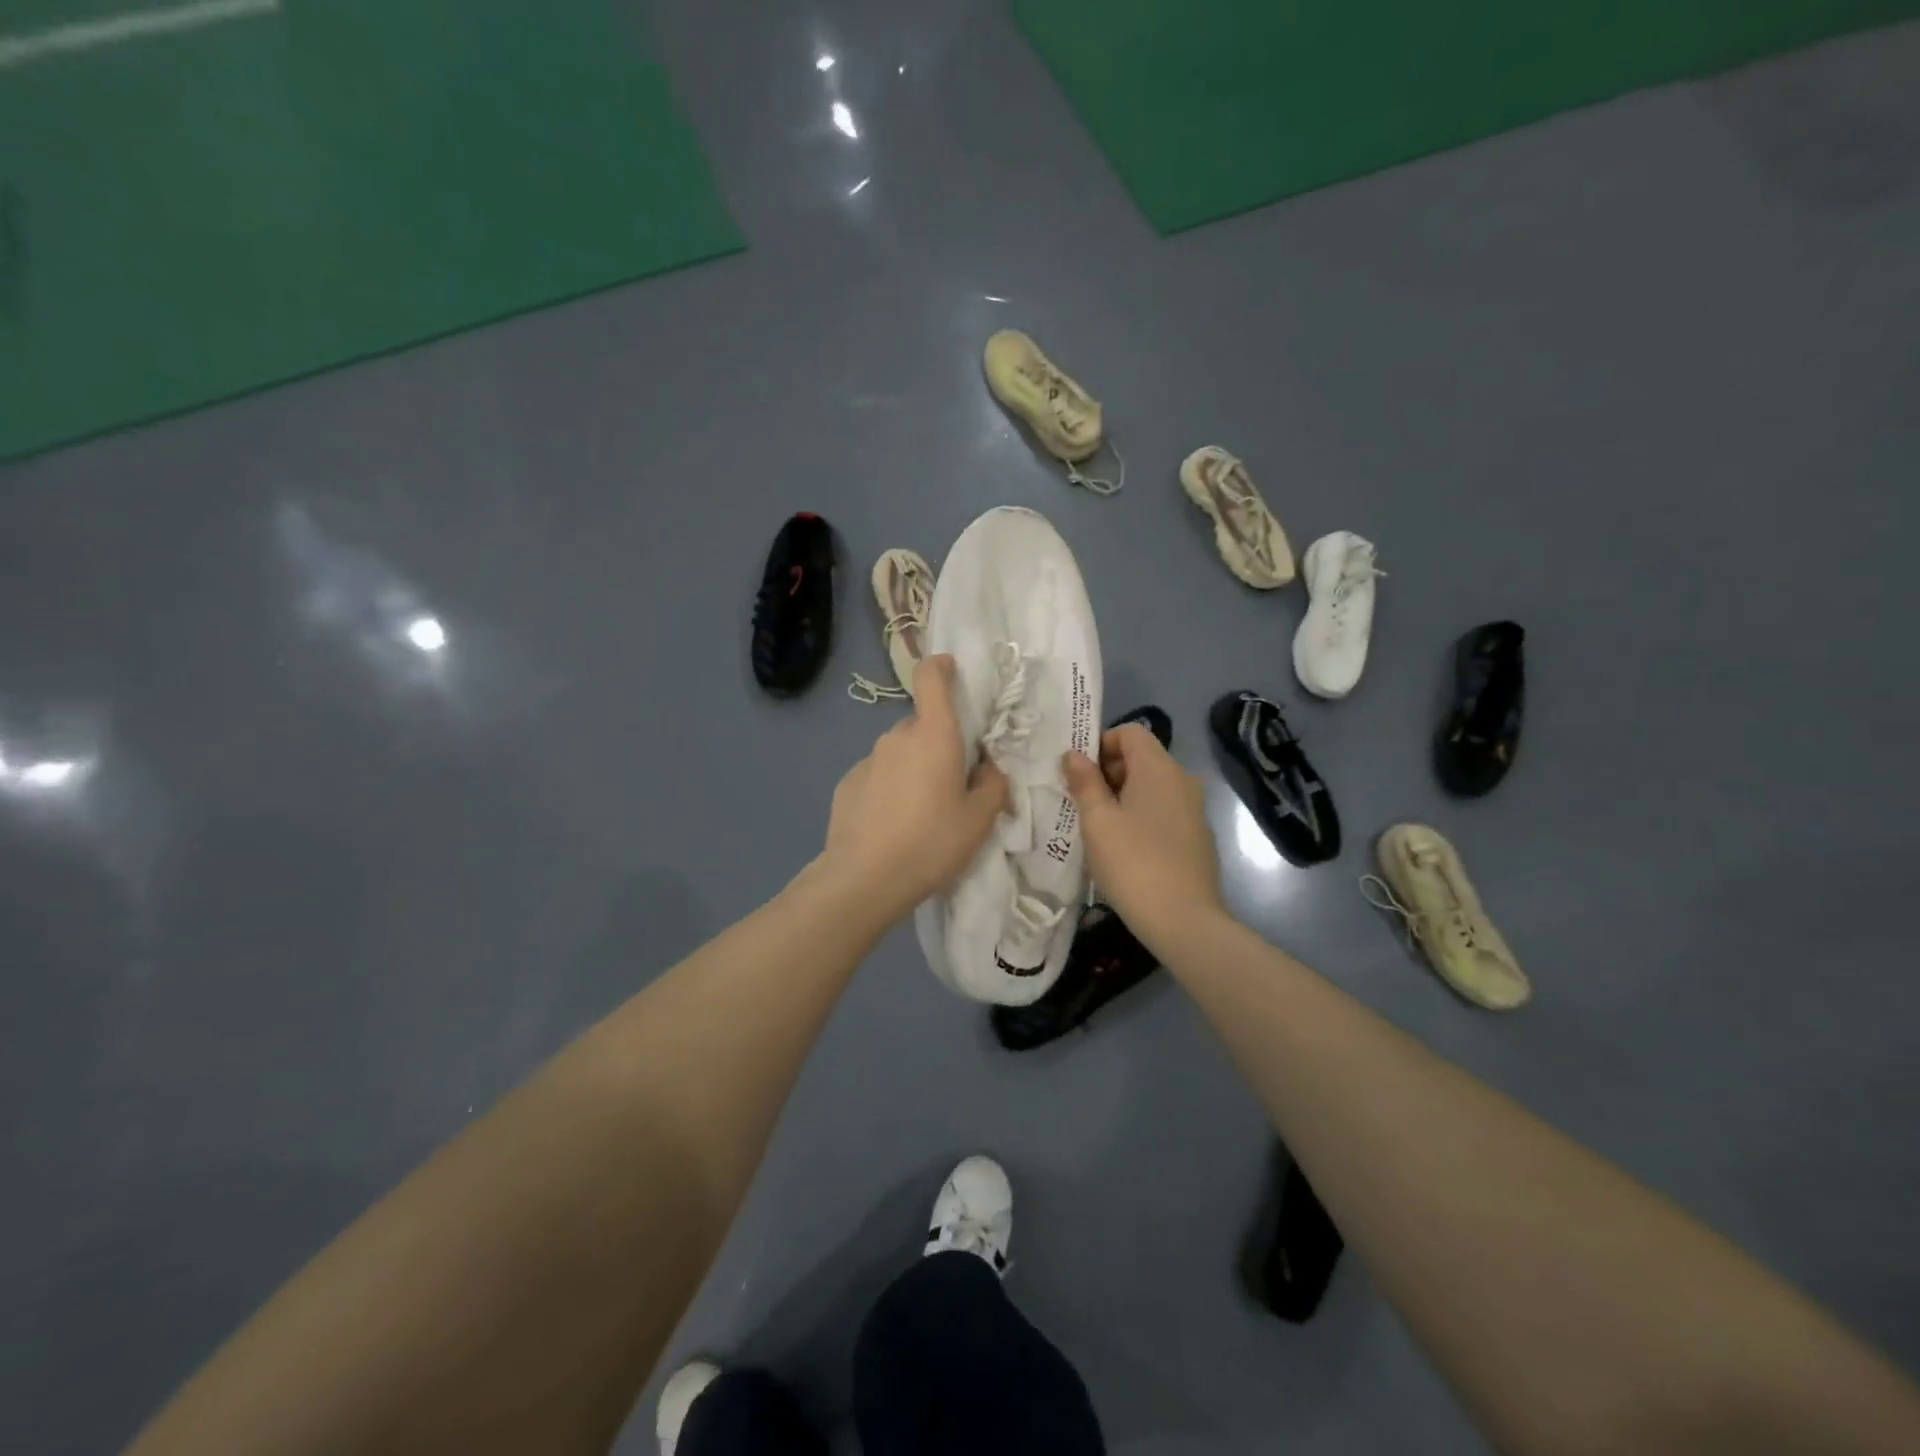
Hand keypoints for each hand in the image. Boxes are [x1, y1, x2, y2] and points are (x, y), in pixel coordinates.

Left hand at [818, 654, 1008, 919]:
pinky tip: (893, 825)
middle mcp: (897, 737)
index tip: (952, 672)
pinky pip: (878, 775)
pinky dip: (890, 789)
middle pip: (923, 725)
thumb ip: (993, 785)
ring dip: (914, 769)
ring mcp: (868, 759)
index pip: (931, 678)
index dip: (941, 667)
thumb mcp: (980, 819)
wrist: (864, 878)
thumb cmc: (932, 842)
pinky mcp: (847, 783)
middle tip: (953, 784)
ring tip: (922, 813)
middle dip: (939, 744)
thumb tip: (987, 770)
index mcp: (934, 735)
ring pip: (900, 752)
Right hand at [1063, 725, 1222, 951]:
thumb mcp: (1097, 820)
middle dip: (1108, 773)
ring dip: (1122, 797)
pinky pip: (1163, 811)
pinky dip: (1142, 817)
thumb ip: (1084, 782)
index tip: (1079, 775)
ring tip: (1099, 828)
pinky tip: (1125, 849)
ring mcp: (1194, 810)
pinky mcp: (1197, 837)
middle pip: (1141, 758)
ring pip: (1152, 787)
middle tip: (1082, 803)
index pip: (1130, 732)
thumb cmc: (1132, 862)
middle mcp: (1182, 780)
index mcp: (1159, 768)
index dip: (1101, 744)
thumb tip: (1074, 754)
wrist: (1183, 920)